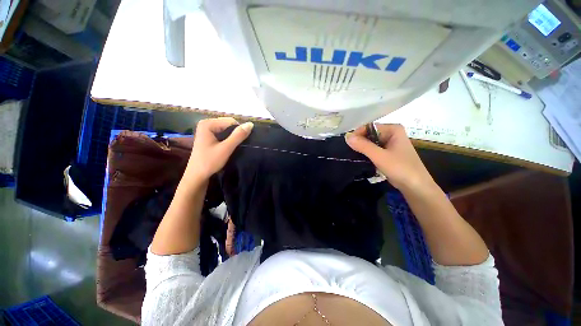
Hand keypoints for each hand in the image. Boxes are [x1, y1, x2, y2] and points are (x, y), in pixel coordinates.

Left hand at [185, 117, 252, 181]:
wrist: (197, 175)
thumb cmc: (210, 161)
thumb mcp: (226, 148)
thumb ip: (238, 135)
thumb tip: (251, 124)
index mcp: (208, 123)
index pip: (231, 121)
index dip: (239, 131)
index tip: (241, 143)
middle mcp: (206, 123)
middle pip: (228, 124)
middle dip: (235, 133)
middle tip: (237, 146)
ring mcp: (206, 130)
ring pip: (226, 129)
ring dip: (233, 137)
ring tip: (234, 147)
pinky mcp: (208, 136)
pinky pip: (223, 134)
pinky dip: (228, 139)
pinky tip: (229, 147)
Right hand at [345, 124, 433, 192]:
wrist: (415, 186)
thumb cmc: (400, 168)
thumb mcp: (379, 156)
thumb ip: (363, 145)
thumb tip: (346, 137)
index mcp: (393, 129)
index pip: (369, 127)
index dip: (358, 134)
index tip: (348, 143)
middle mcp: (392, 134)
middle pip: (370, 134)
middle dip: (359, 141)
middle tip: (348, 150)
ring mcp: (390, 144)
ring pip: (371, 142)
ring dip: (362, 148)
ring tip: (351, 154)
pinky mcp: (388, 153)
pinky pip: (374, 149)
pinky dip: (366, 153)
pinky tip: (359, 158)